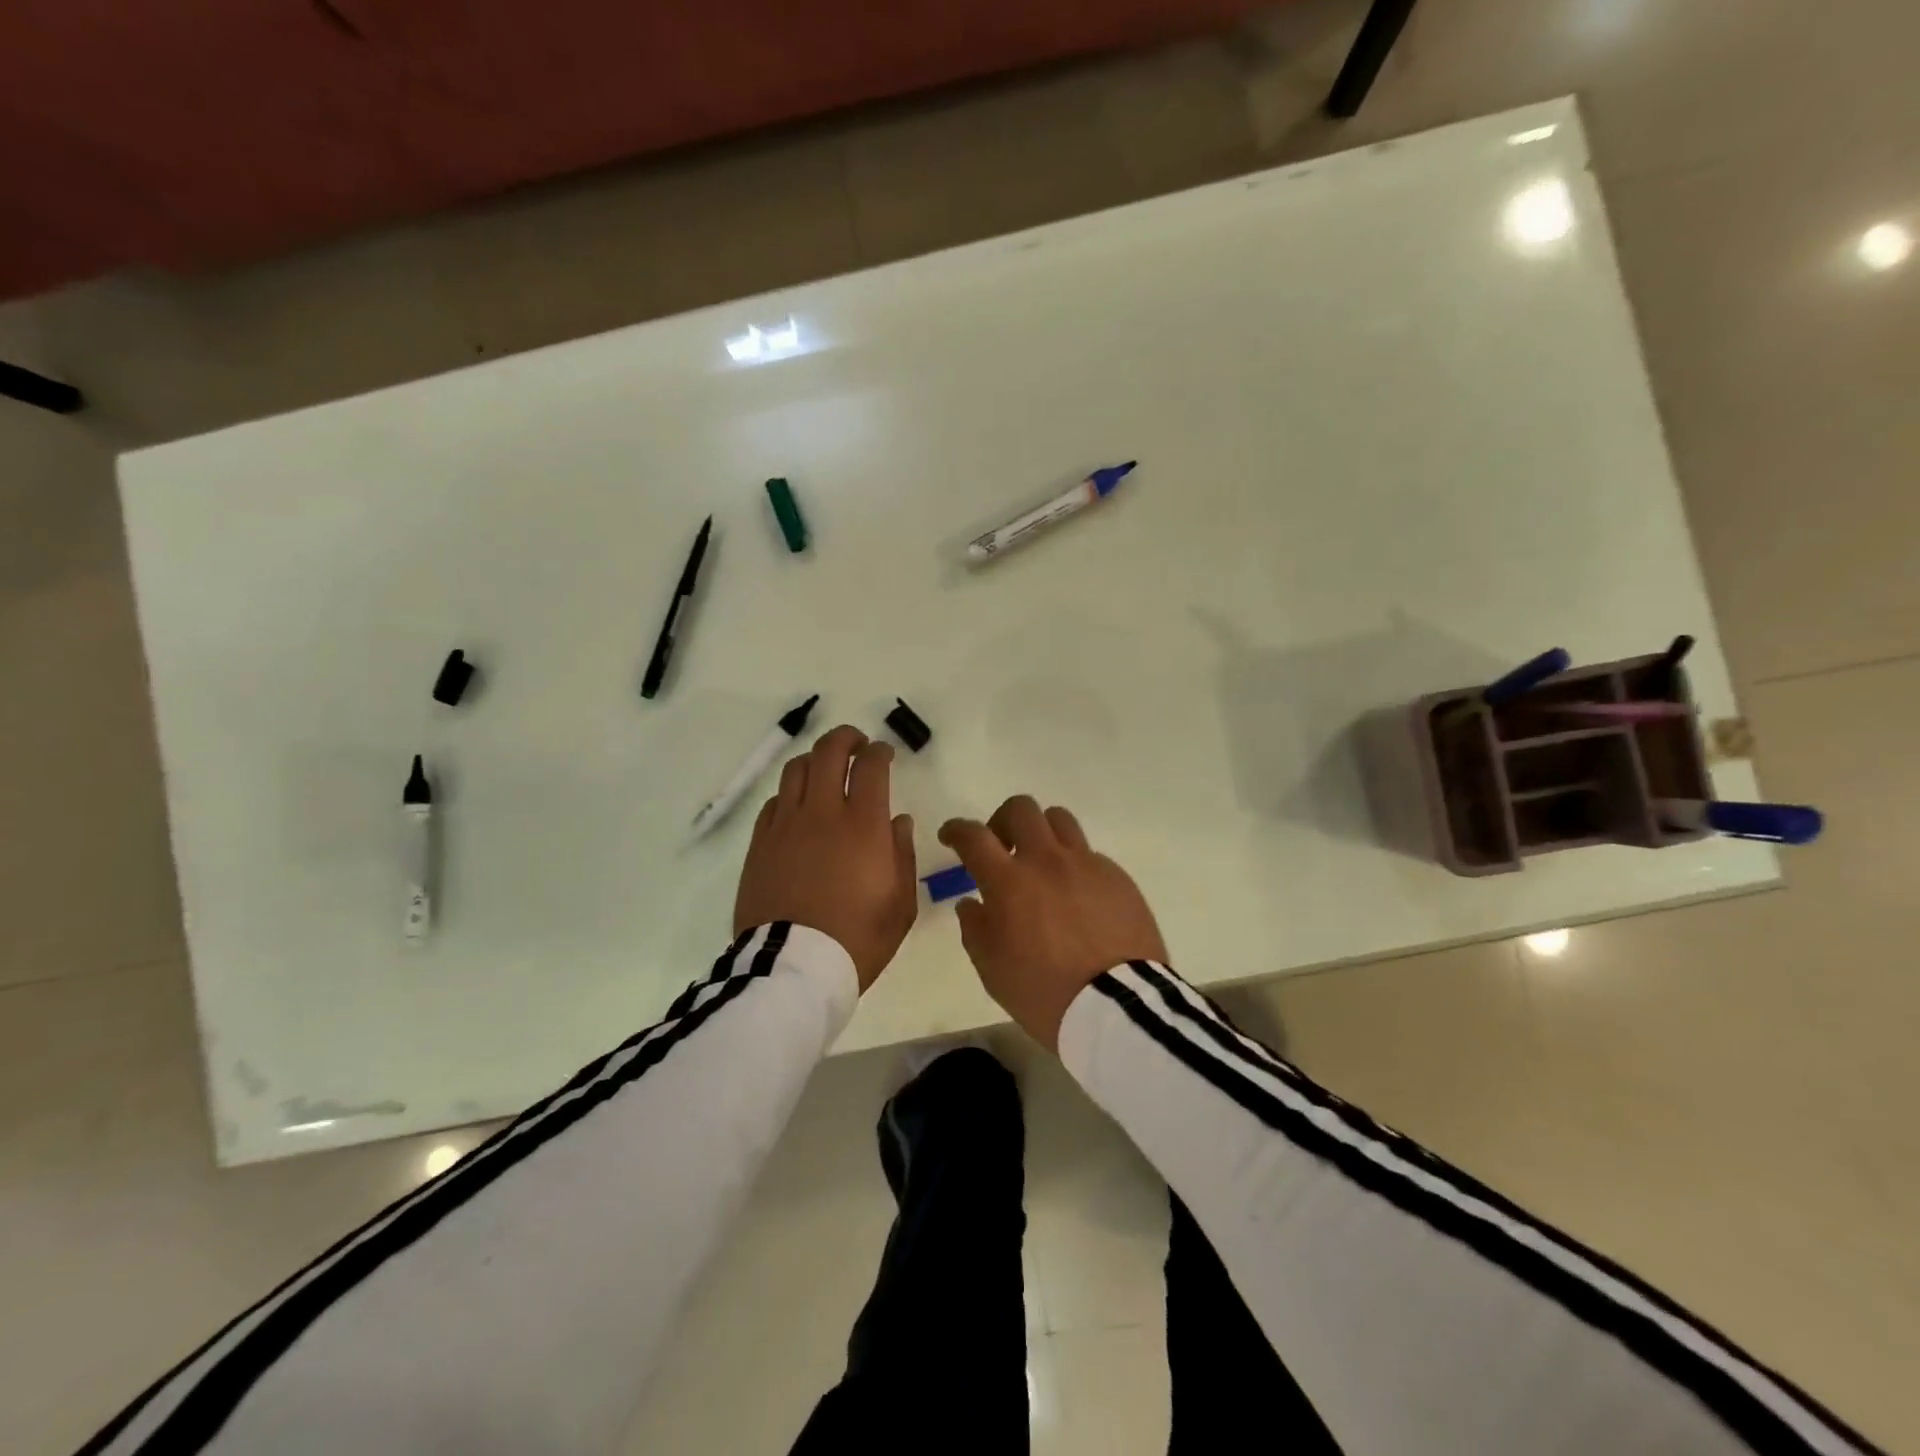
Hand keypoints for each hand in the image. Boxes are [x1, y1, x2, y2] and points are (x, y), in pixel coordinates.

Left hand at [734, 725, 917, 990]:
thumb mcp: (900, 903)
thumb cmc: (858, 938)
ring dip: (815, 759)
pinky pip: (774, 802)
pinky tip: (798, 807)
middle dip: (845, 738)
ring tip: (826, 770)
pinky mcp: (760, 844)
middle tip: (856, 745)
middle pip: (828, 752)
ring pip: (796, 769)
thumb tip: (898, 821)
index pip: (870, 766)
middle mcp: (822, 813)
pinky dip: (791, 794)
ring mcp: (785, 826)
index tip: (884, 753)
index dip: (879, 751)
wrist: (793, 968)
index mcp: (863, 825)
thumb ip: (903, 854)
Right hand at [938, 797, 1166, 1051]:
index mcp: (1008, 881)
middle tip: (1001, 847)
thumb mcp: (992, 969)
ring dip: (1041, 833)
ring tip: (1040, 862)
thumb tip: (971, 903)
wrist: (1117, 1006)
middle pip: (1021, 809)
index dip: (956, 829)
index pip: (974, 836)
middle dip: (1002, 821)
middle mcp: (1046, 860)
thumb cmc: (1043, 992)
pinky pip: (1089, 854)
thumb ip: (975, 928)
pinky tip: (1076, 896)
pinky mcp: (1117, 877)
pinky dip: (1073, 865)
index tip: (950, 836)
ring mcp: (1086, 864)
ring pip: (1059, 819)